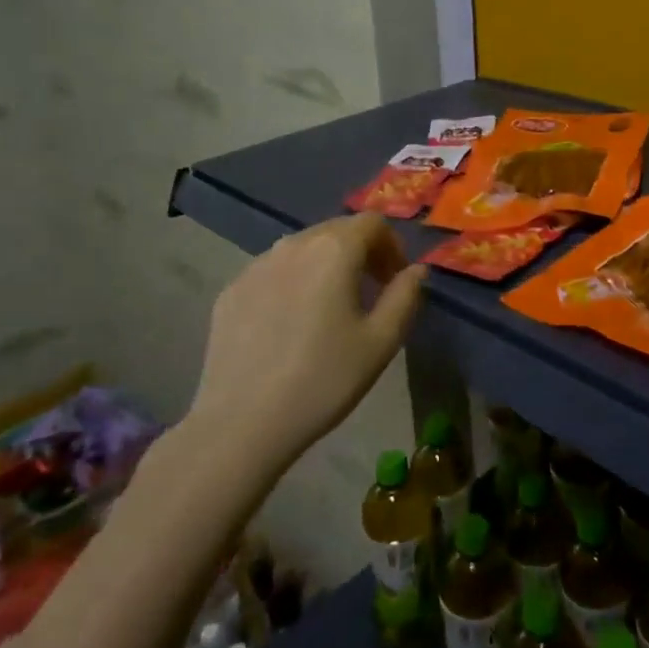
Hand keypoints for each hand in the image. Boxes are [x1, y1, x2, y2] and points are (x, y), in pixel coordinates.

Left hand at [185, 214, 425, 473]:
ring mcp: (256, 265)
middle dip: (361, 252)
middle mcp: (293, 244)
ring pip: (303, 248)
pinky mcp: (231, 290)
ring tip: (330, 308)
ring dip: (326, 265)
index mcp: (334, 249)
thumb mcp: (381, 342)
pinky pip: (273, 271)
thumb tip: (417, 269)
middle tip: (370, 292)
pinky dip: (293, 282)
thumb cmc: (323, 380)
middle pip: (336, 230)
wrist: (241, 424)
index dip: (392, 245)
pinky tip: (291, 324)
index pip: (372, 223)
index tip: (394, 280)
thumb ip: (405, 296)